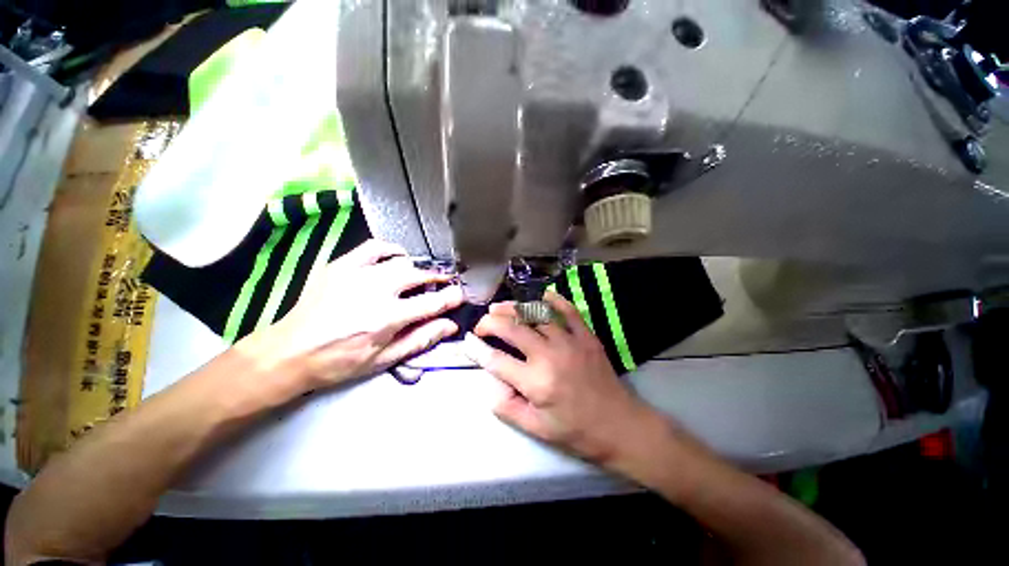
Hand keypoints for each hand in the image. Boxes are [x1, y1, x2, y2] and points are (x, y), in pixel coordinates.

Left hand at [238, 240, 463, 399]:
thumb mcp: (384, 359)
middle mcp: (376, 290)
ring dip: (417, 267)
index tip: (460, 295)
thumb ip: (420, 339)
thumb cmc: (340, 361)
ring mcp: (357, 274)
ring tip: (421, 275)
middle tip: (444, 283)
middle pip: (419, 275)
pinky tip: (397, 258)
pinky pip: (374, 247)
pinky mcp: (341, 265)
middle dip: (438, 278)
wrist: (290, 351)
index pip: (432, 303)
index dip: (451, 298)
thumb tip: (450, 325)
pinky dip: (391, 250)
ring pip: (401, 261)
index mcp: (387, 317)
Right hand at [462, 291, 657, 465]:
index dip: (477, 349)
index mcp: (536, 382)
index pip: (496, 360)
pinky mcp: (586, 336)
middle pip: (512, 328)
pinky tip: (540, 296)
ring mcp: (570, 341)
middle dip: (490, 322)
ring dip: (514, 308)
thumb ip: (507, 406)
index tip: (467, 341)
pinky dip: (553, 300)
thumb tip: (491, 383)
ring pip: (536, 314)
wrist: (619, 425)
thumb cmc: (575, 430)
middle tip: (482, 324)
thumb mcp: (536, 429)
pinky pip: (568, 310)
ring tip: (500, 307)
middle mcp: (550, 355)